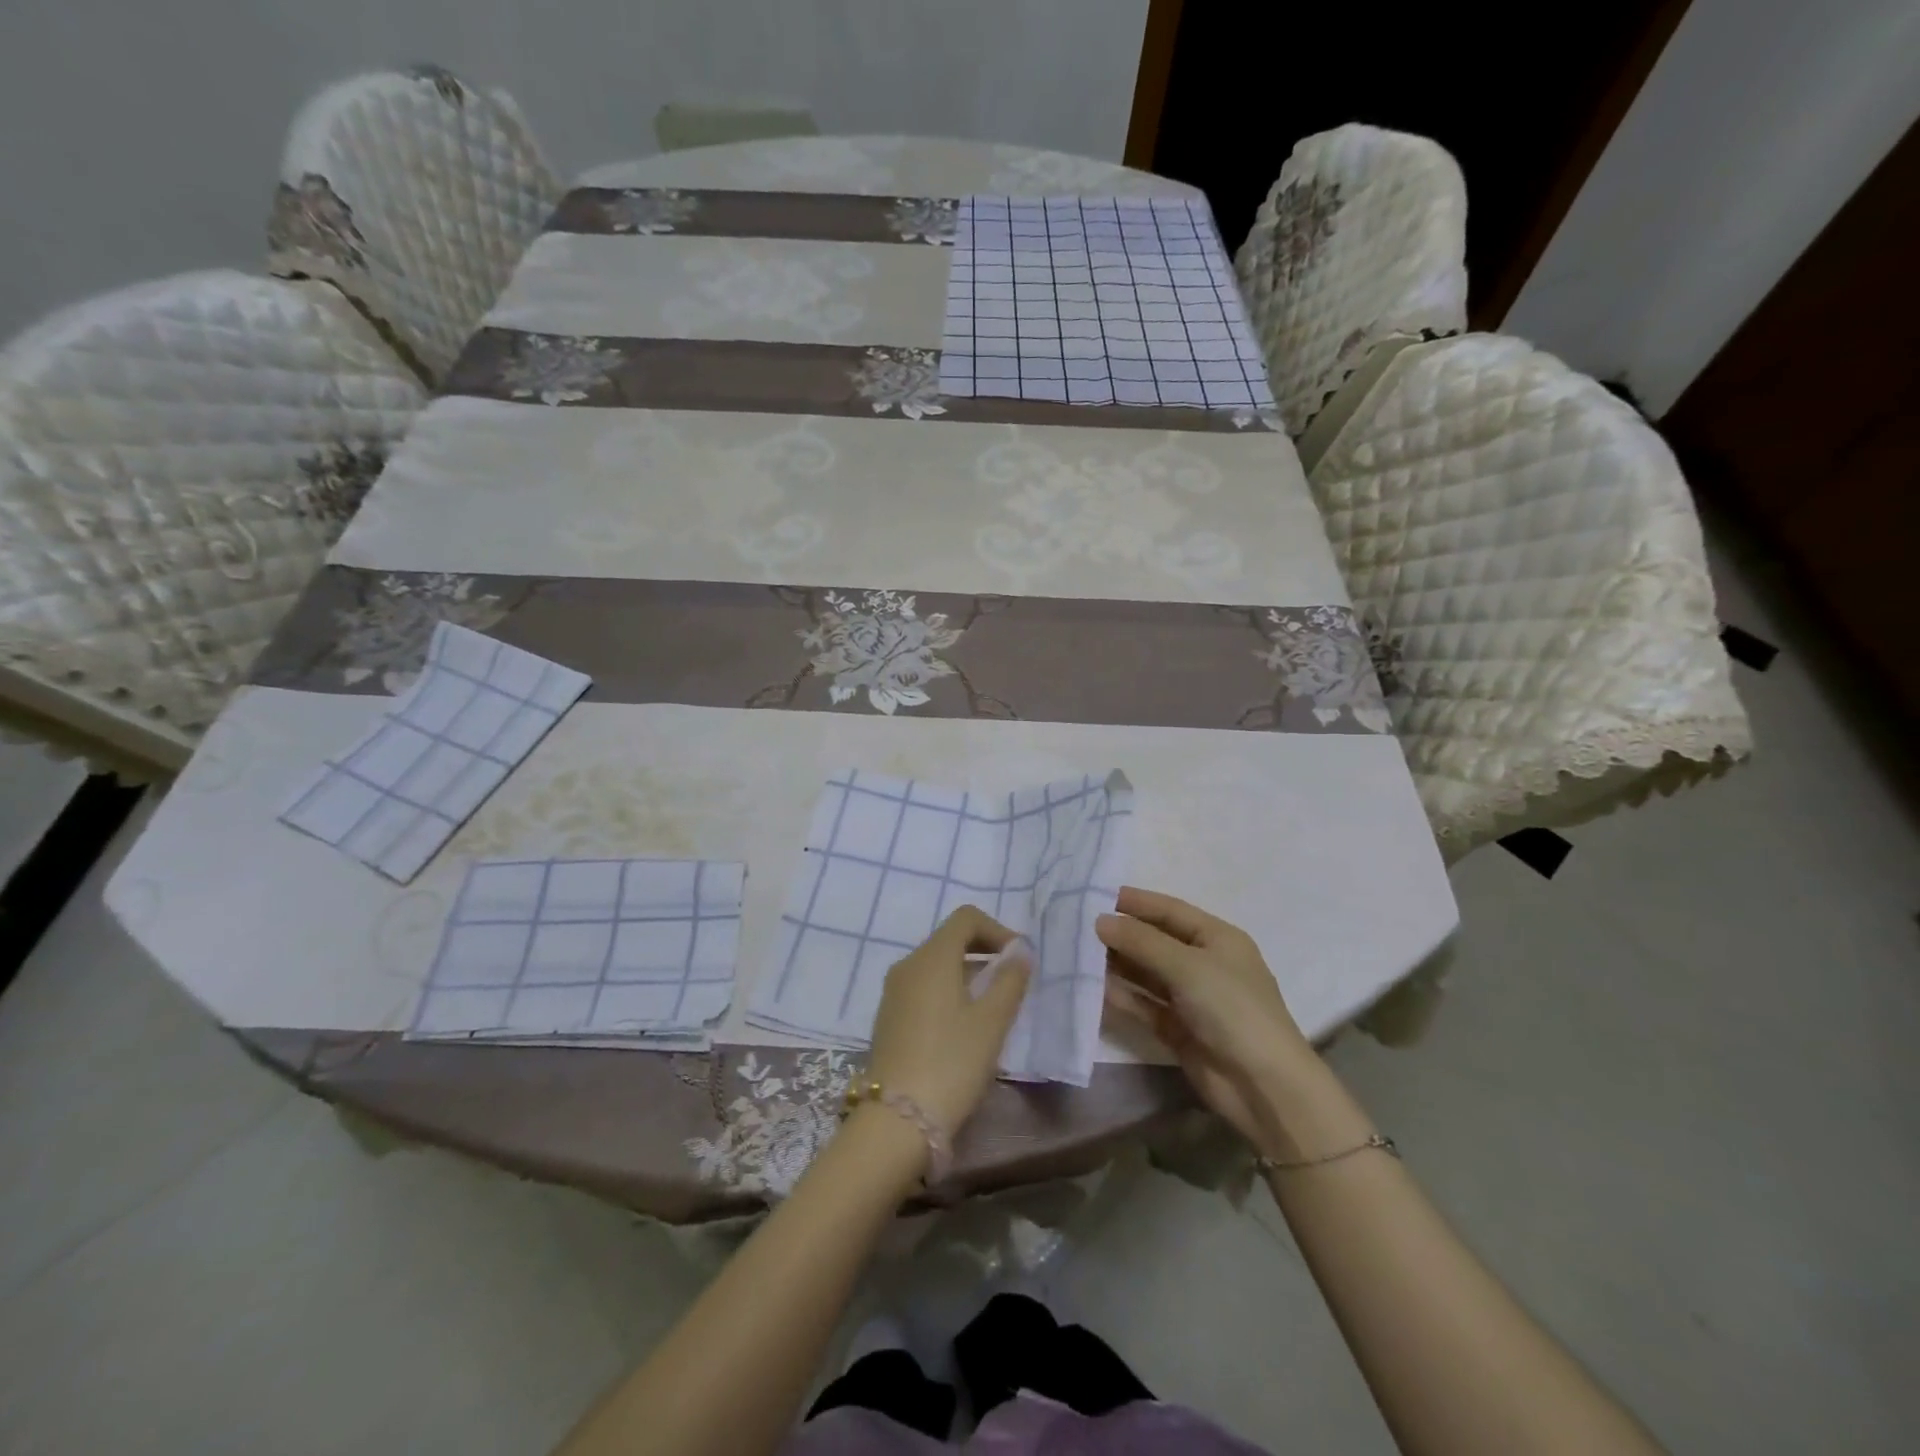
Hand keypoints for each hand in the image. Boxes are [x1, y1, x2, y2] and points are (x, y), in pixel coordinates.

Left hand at [866, 906, 1032, 1134]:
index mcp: (932, 957)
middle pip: (950, 939)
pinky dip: (948, 992)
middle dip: (984, 953)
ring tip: (992, 1008)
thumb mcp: (991, 1022)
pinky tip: (963, 1028)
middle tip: (1011, 983)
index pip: (966, 918)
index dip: (997, 930)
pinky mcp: (888, 1017)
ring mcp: (893, 992)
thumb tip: (1020, 951)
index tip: (1018, 961)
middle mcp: (908, 965)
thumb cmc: (952, 1062)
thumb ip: (1009, 980)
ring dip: (968, 974)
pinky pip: (923, 988)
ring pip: (937, 965)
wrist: (896, 1120)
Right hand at [1097, 887, 1321, 1148]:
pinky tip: (1092, 988)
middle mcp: (1203, 963)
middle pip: (1155, 941)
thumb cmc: (1232, 1009)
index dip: (1135, 902)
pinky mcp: (1178, 1028)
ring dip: (1116, 964)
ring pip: (1146, 973)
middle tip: (1076, 925)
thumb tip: (1100, 921)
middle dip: (1120, 933)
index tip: (1095, 894)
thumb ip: (1141, 941)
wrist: (1262, 1086)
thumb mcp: (1187, 966)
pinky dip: (1121, 995)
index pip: (1170, 910)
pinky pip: (1143, 1004)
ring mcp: (1190, 998)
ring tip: (1076, 953)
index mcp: (1217, 938)